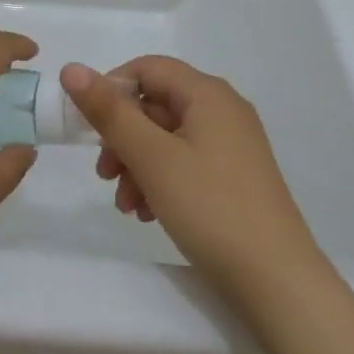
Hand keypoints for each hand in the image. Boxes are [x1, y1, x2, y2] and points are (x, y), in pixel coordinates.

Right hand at [61, 57, 323, 299]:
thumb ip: (110, 112)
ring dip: (138, 164)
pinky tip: (149, 213)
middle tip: (104, 174)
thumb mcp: (152, 158)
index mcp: (207, 93)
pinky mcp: (237, 178)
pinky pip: (188, 162)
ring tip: (126, 206)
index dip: (112, 89)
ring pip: (169, 138)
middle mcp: (223, 109)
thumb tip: (72, 69)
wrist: (280, 285)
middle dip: (123, 137)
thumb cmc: (212, 209)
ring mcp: (234, 145)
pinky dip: (162, 180)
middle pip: (157, 105)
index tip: (89, 127)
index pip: (148, 68)